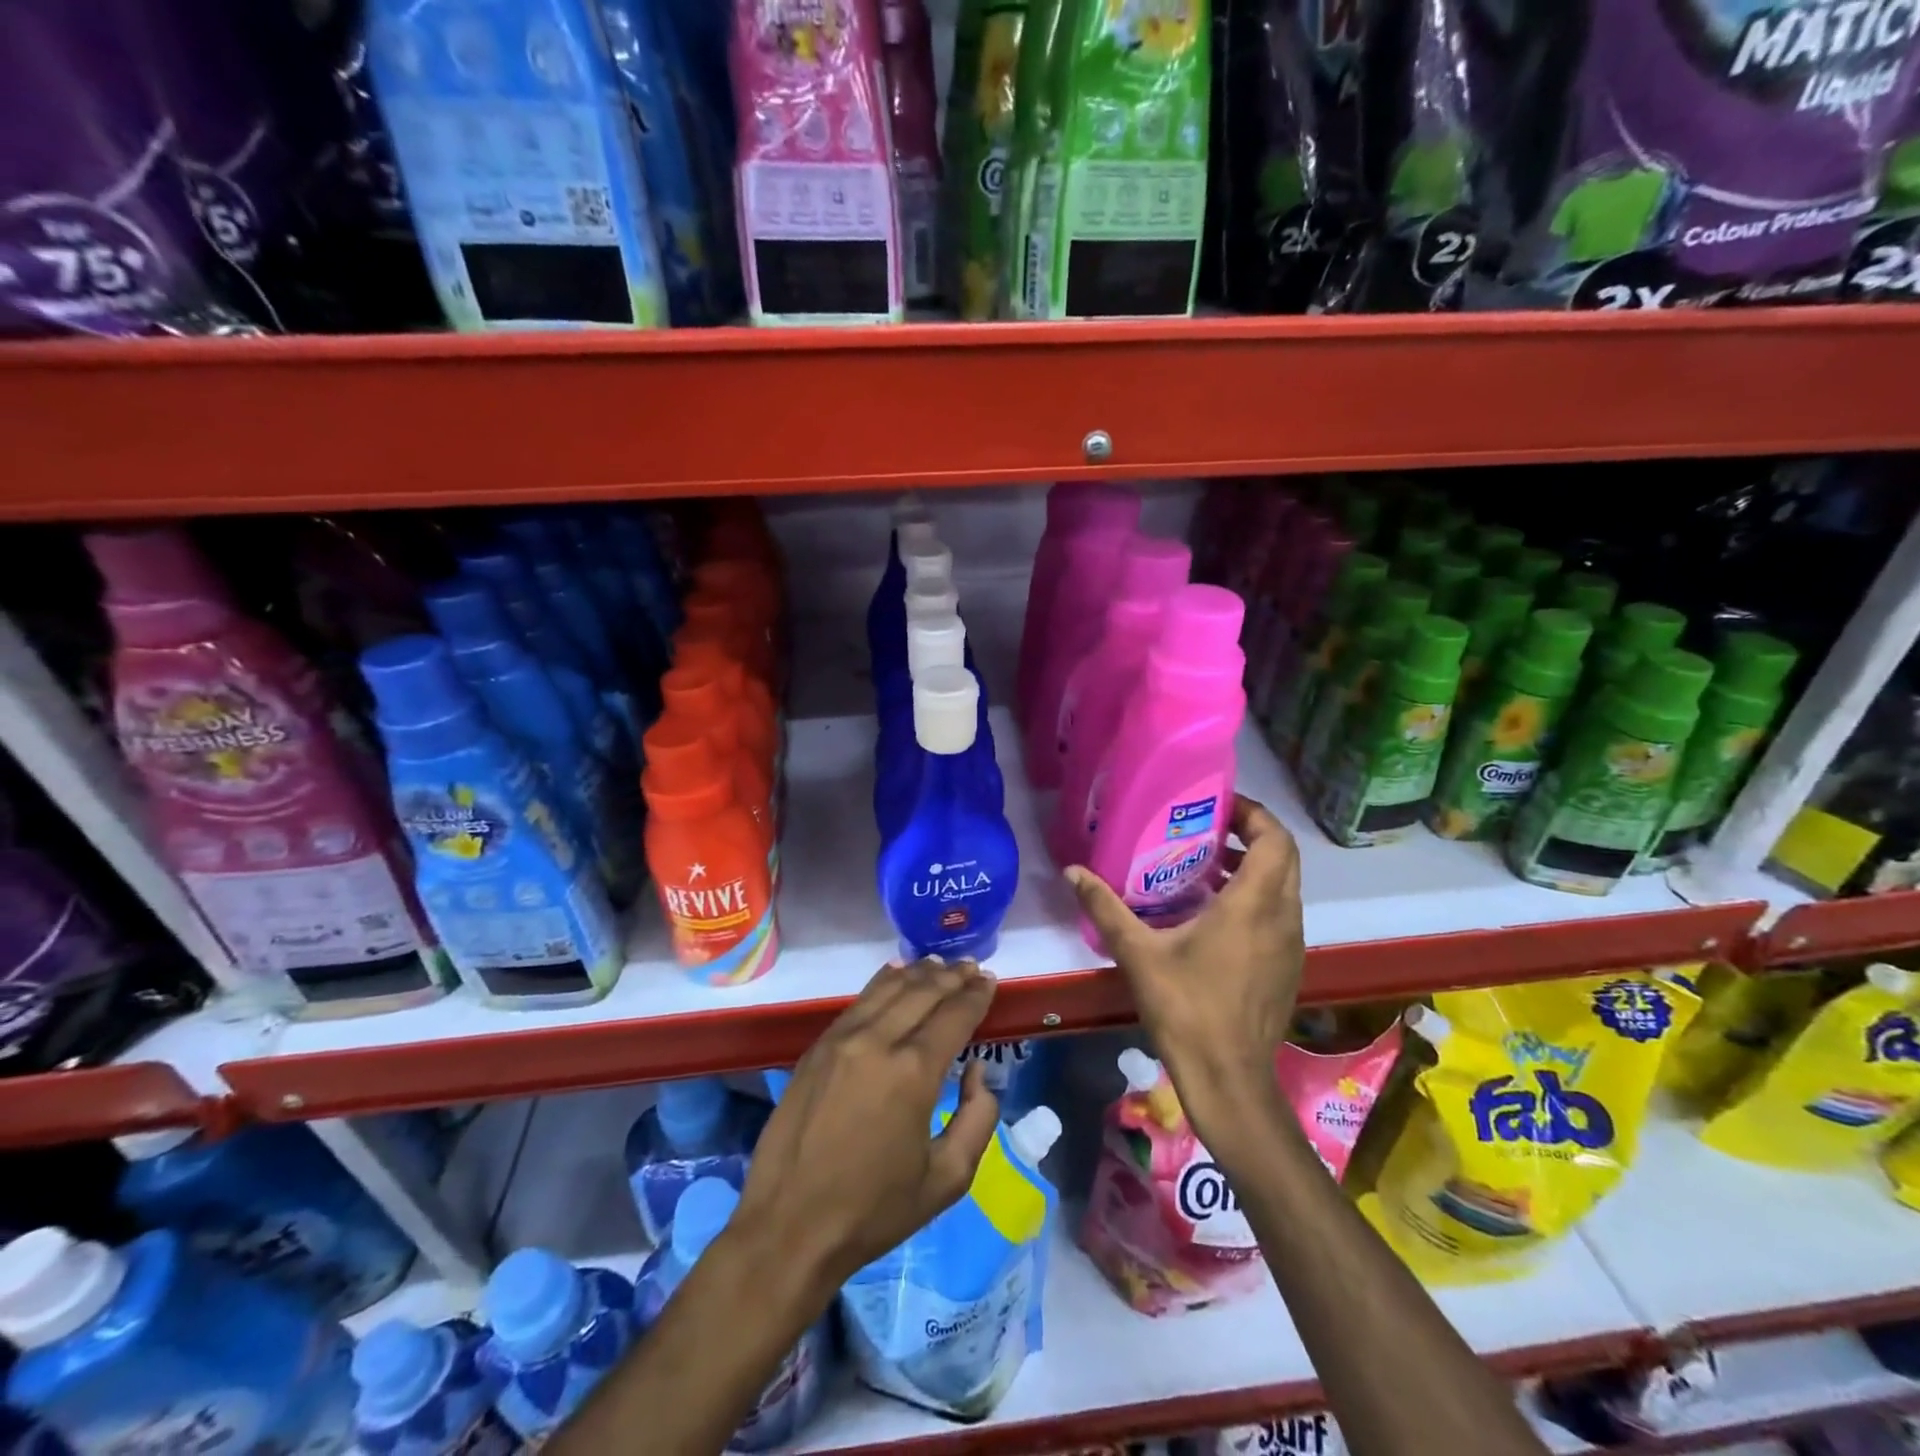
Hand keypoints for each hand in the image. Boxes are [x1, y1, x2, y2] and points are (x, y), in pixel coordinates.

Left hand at [735, 957, 1000, 1291]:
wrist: (789, 1228)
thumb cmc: (874, 1210)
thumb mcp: (947, 1179)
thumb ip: (977, 1117)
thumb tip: (976, 1069)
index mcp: (914, 1073)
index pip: (954, 1015)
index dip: (976, 995)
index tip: (990, 981)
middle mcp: (878, 1041)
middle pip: (923, 992)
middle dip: (952, 977)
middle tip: (972, 967)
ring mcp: (842, 1039)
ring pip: (888, 988)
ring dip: (919, 973)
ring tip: (941, 965)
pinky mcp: (817, 1047)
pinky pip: (859, 1001)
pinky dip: (884, 982)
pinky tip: (896, 974)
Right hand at [1067, 795, 1304, 1150]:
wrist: (1230, 1080)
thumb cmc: (1187, 1009)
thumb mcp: (1138, 954)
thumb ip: (1105, 908)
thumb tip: (1073, 872)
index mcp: (1254, 904)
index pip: (1274, 838)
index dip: (1252, 812)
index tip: (1217, 804)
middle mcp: (1283, 917)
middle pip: (1284, 856)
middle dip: (1252, 833)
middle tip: (1207, 827)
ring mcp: (1291, 944)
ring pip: (1284, 886)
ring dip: (1254, 866)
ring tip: (1205, 864)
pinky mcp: (1289, 967)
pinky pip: (1280, 913)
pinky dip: (1257, 896)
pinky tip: (1214, 914)